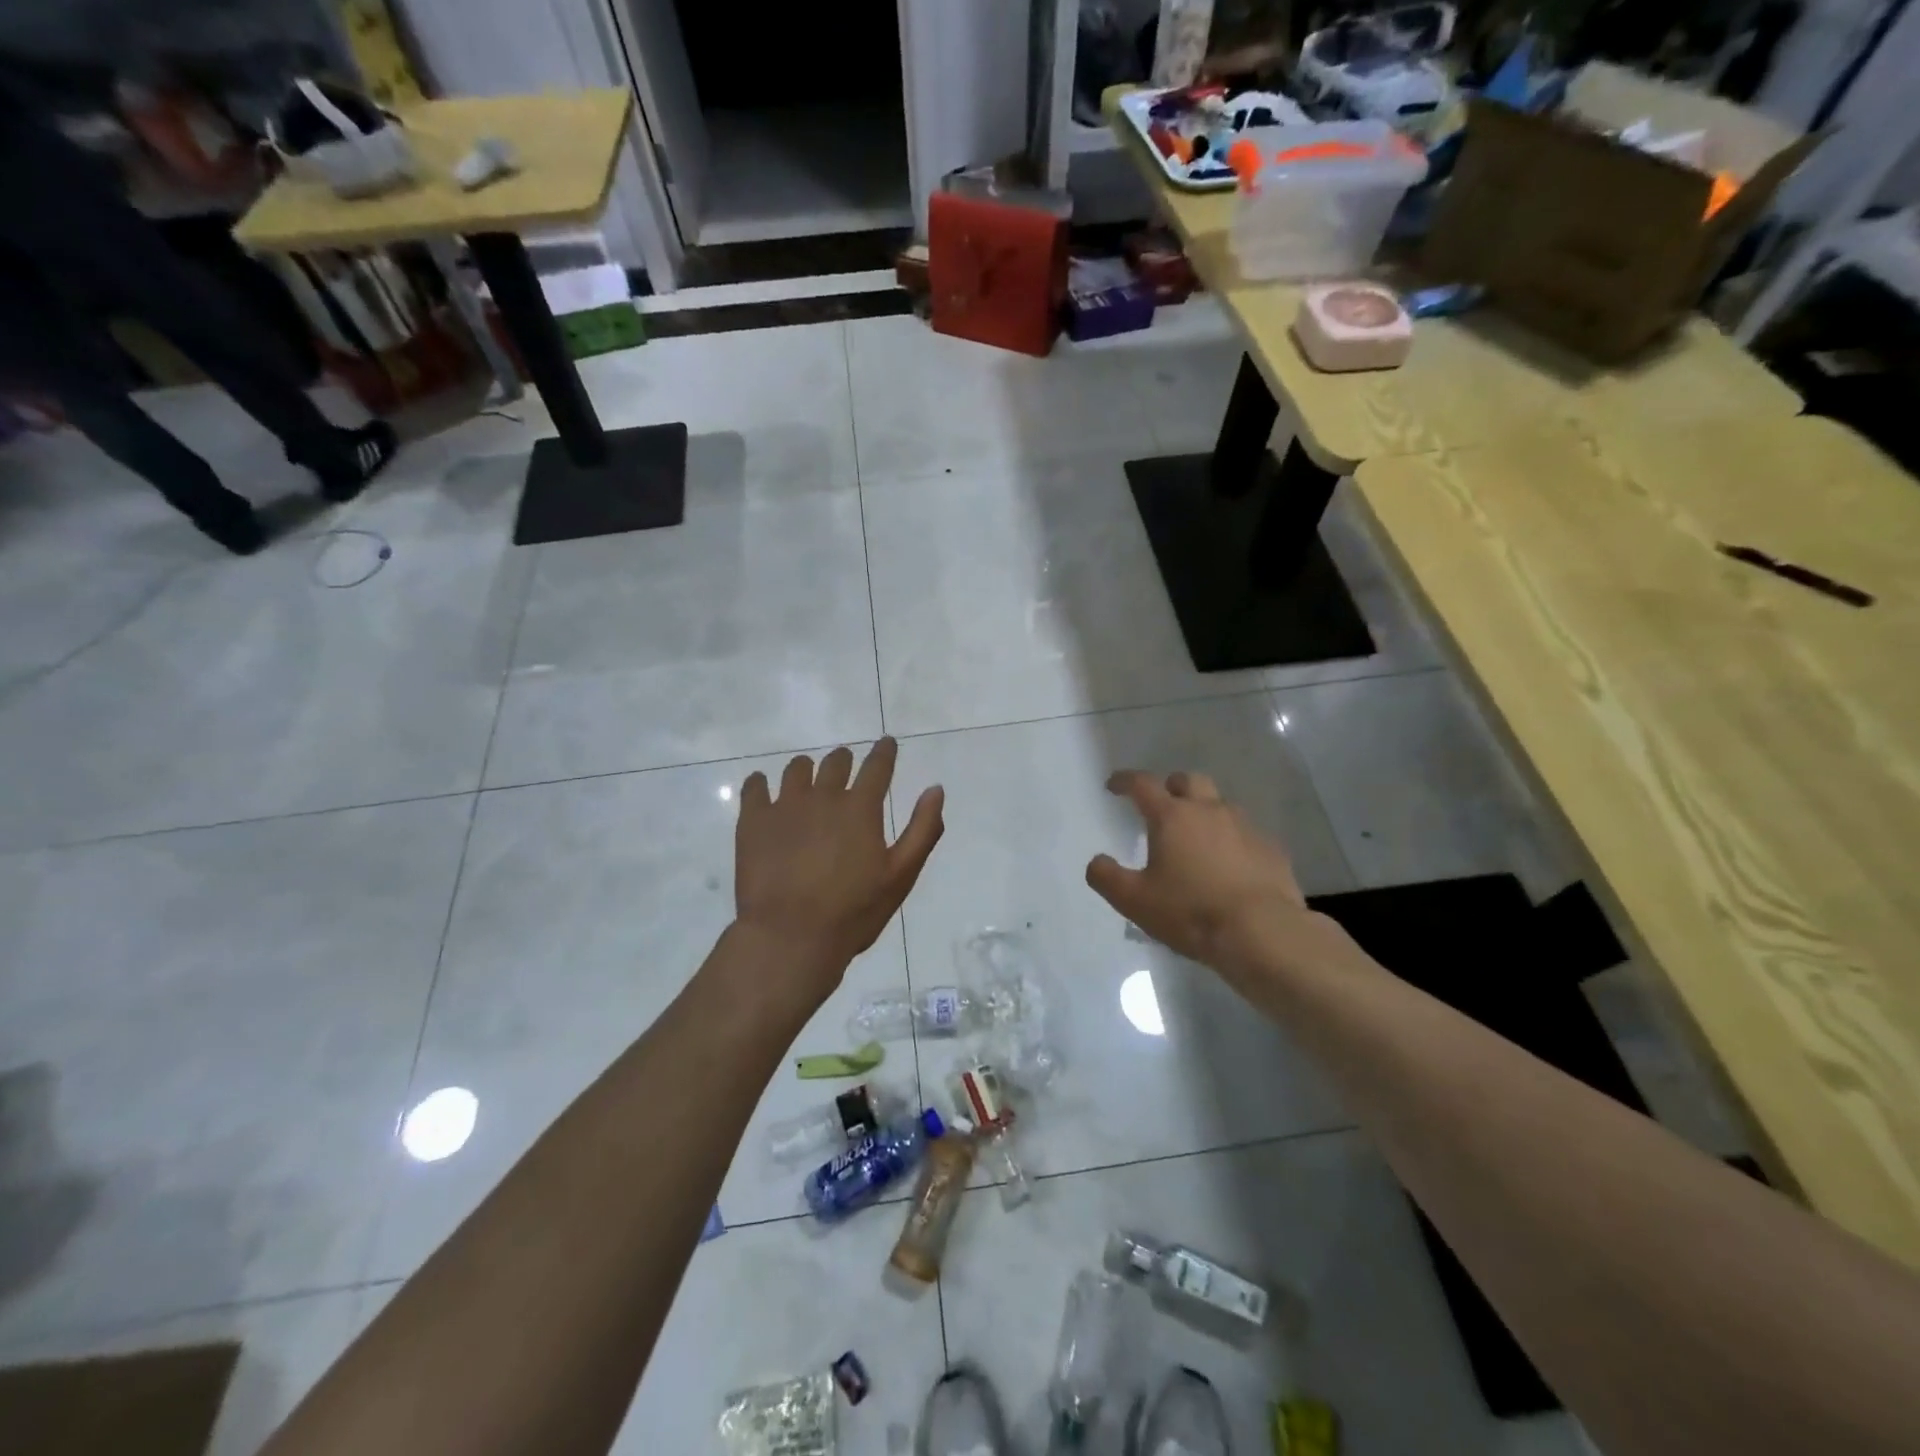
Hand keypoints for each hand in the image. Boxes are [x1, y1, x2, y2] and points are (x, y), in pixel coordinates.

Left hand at [733, 739, 944, 1003]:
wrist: (791, 937)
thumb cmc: (853, 912)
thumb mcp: (901, 876)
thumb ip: (922, 829)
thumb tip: (936, 789)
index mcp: (861, 808)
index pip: (877, 766)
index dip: (884, 751)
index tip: (886, 743)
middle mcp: (823, 797)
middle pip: (835, 762)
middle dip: (844, 760)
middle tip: (845, 766)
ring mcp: (785, 806)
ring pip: (796, 769)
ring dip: (807, 769)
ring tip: (807, 778)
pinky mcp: (753, 822)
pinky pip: (754, 787)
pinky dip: (760, 783)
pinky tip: (762, 788)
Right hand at [1086, 770, 1350, 994]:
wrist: (1263, 933)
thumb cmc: (1191, 912)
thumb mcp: (1134, 901)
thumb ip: (1107, 877)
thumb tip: (1097, 862)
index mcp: (1172, 817)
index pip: (1142, 784)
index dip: (1125, 781)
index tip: (1113, 786)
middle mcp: (1209, 810)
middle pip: (1188, 780)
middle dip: (1170, 787)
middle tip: (1161, 806)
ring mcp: (1245, 827)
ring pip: (1220, 804)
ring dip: (1204, 811)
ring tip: (1196, 837)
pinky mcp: (1271, 848)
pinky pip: (1246, 832)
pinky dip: (1231, 839)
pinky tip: (1229, 864)